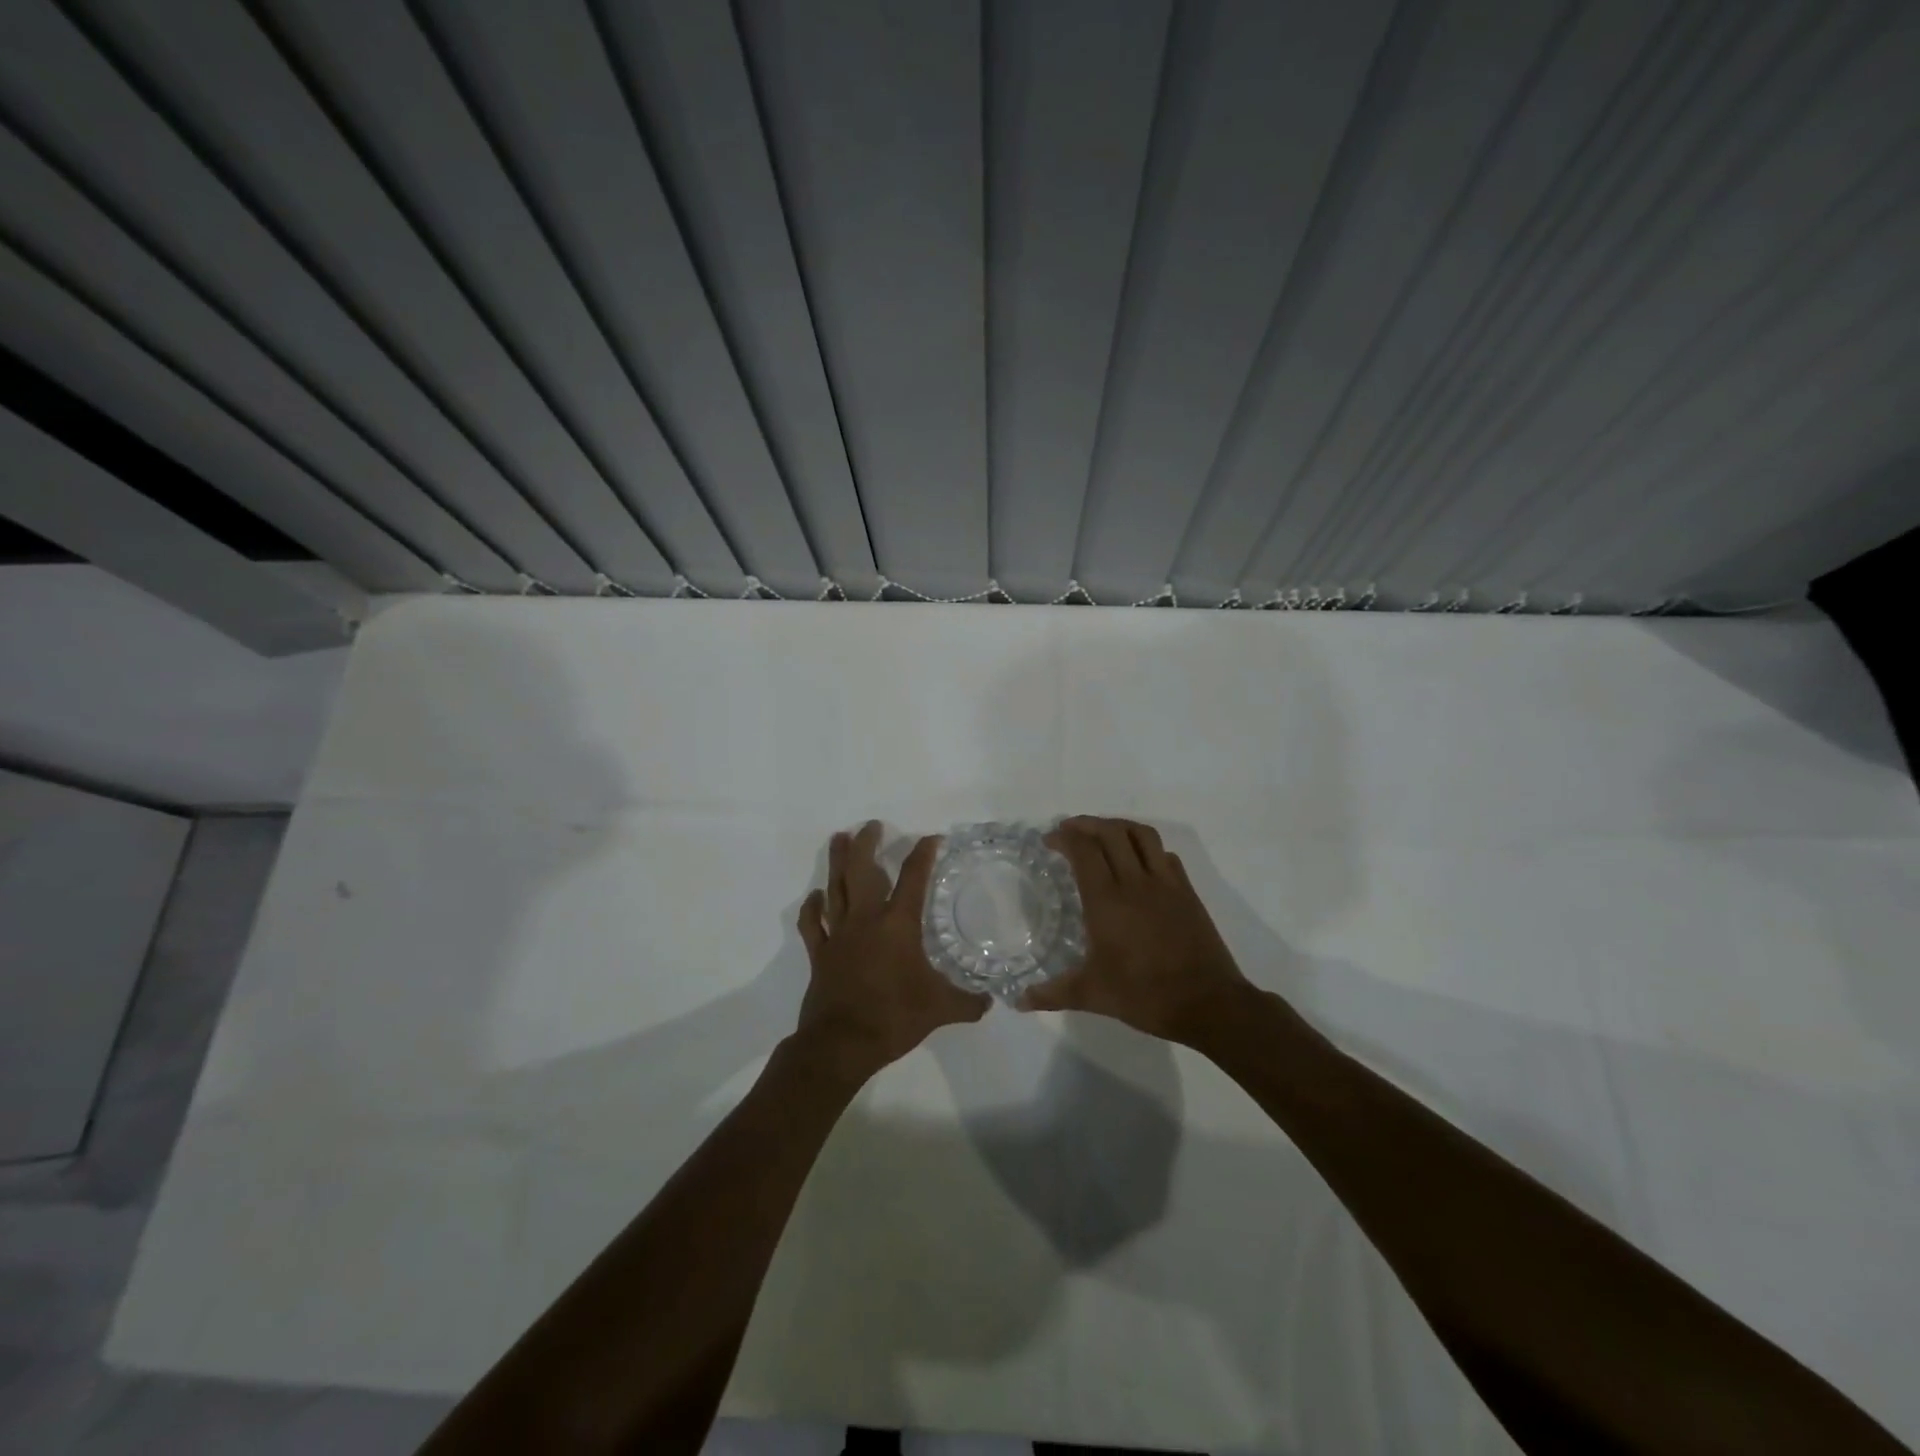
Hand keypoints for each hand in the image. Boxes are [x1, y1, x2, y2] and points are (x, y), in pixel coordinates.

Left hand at [794, 821, 990, 1078]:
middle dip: (867, 844)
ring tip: (838, 838)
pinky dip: (813, 907)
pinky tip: (816, 895)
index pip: (913, 879)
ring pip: (835, 888)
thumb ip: (968, 1002)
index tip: (931, 838)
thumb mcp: (941, 1010)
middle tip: (871, 825)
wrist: (842, 1044)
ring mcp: (839, 935)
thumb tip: (991, 1000)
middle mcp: (866, 920)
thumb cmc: (894, 1018)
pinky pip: (813, 924)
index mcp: (897, 925)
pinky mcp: (820, 954)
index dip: (923, 854)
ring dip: (837, 862)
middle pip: (863, 871)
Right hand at [1023, 816, 1252, 1045]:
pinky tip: (1139, 862)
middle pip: (1111, 833)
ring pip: (1142, 835)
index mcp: (1107, 900)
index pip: (1084, 850)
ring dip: (1118, 826)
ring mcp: (1166, 884)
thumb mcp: (1092, 995)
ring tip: (1103, 834)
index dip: (1064, 837)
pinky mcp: (1187, 892)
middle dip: (1087, 824)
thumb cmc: (1144, 995)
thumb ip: (1052, 993)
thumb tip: (1019, 1001)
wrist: (1207, 1003)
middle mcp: (1135, 882)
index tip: (1049, 840)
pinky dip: (1147, 848)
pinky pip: (1165, 855)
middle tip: (1070, 830)